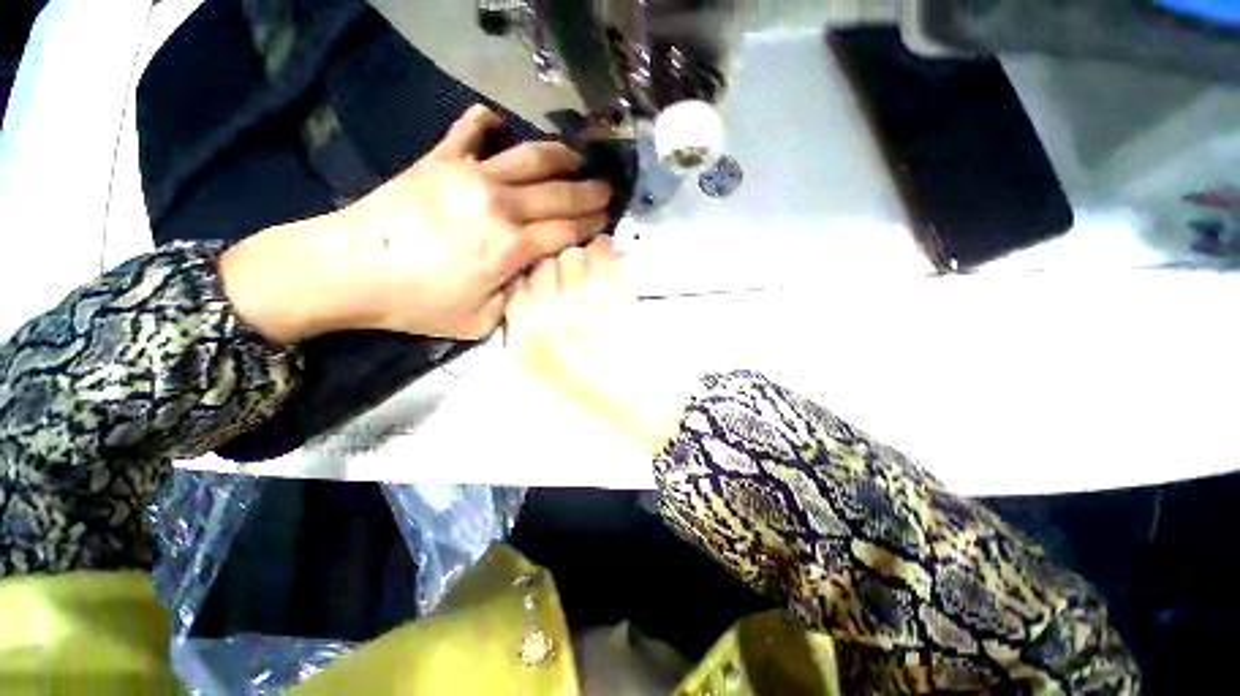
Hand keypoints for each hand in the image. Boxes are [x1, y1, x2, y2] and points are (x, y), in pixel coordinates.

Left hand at [222, 105, 611, 343]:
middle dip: (589, 190)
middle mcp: (500, 205)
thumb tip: (537, 271)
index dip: (592, 223)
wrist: (349, 271)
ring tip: (578, 158)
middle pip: (559, 192)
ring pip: (530, 157)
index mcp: (511, 247)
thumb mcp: (481, 321)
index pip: (567, 230)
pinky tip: (500, 126)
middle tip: (607, 187)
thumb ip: (518, 295)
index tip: (608, 217)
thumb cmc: (418, 304)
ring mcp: (470, 175)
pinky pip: (472, 129)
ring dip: (561, 156)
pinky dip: (489, 124)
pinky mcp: (441, 159)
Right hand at [504, 237, 692, 451]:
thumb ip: (539, 332)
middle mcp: (542, 325)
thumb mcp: (553, 371)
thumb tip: (544, 288)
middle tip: (578, 273)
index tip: (555, 279)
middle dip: (559, 266)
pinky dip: (605, 250)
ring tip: (595, 266)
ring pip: (570, 256)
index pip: (518, 288)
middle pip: (542, 267)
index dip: (539, 280)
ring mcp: (577, 311)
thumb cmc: (603, 395)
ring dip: (583, 256)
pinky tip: (608, 257)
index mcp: (524, 345)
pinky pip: (601, 254)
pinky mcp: (612, 300)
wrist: (648, 407)